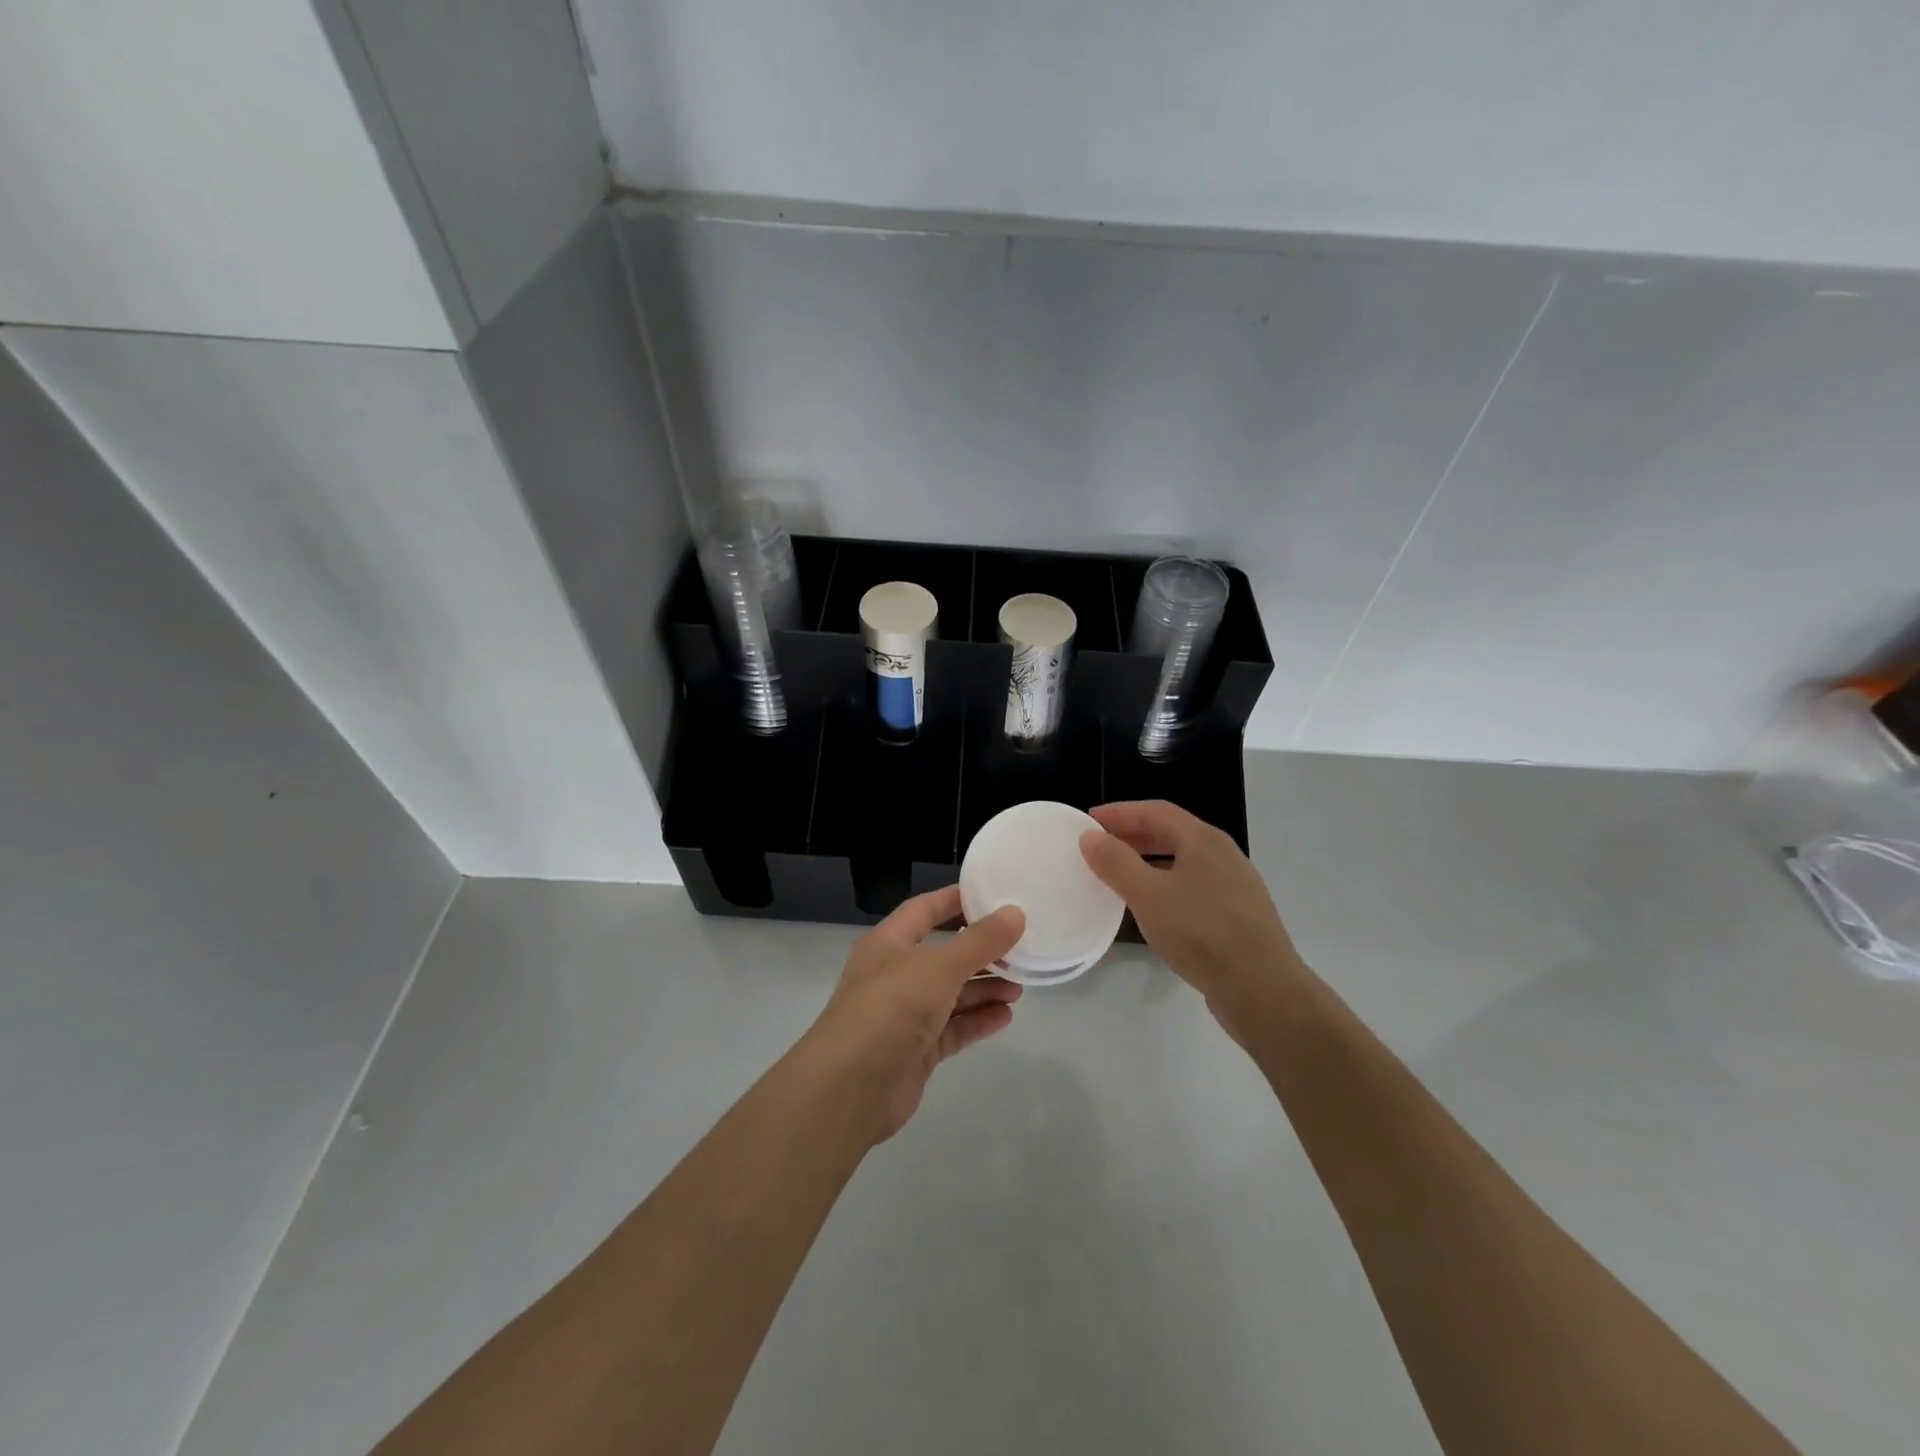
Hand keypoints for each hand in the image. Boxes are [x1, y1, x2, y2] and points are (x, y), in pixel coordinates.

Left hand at [801, 886, 1024, 1143]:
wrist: (849, 1089)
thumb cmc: (890, 1009)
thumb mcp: (938, 967)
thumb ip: (979, 941)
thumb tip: (1015, 913)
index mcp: (889, 943)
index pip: (925, 910)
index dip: (956, 900)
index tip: (994, 895)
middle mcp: (895, 975)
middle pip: (943, 954)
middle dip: (980, 952)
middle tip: (1019, 949)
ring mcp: (904, 1015)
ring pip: (951, 994)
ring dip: (983, 989)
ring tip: (1019, 987)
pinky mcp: (916, 1051)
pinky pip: (952, 1029)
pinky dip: (977, 1021)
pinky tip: (1005, 1016)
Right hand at [1080, 800, 1308, 1041]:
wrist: (1262, 989)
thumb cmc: (1201, 933)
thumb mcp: (1149, 895)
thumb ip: (1116, 863)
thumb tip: (1091, 836)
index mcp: (1204, 841)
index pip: (1156, 811)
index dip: (1121, 812)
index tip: (1090, 821)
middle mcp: (1223, 855)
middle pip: (1172, 834)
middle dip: (1134, 836)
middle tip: (1101, 847)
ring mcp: (1235, 886)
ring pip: (1184, 863)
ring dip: (1149, 863)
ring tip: (1120, 877)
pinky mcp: (1238, 917)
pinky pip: (1194, 888)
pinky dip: (1166, 887)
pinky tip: (1153, 911)